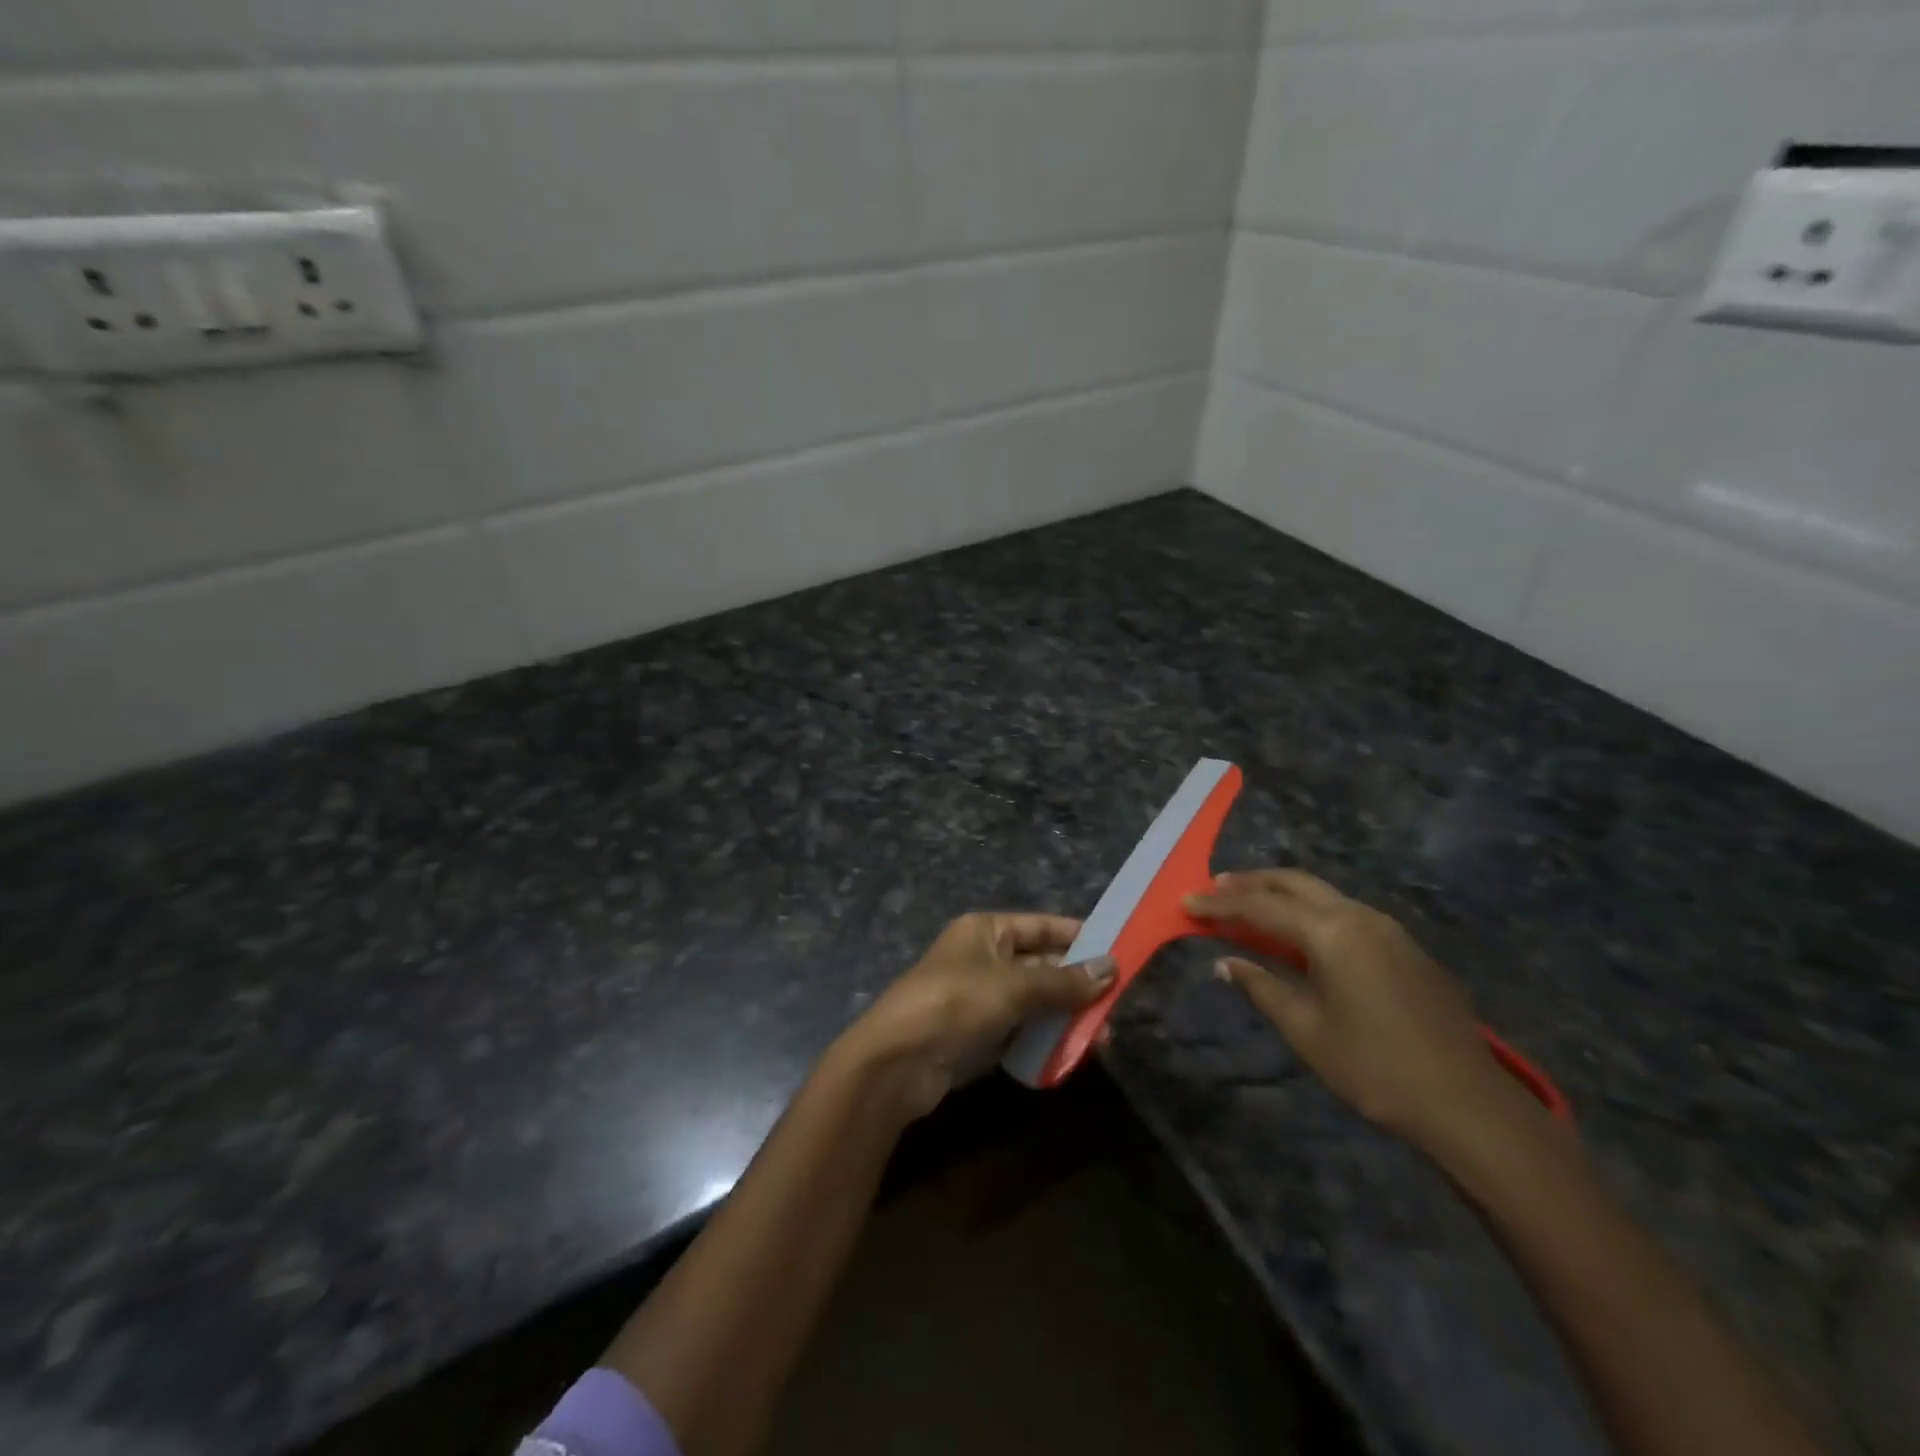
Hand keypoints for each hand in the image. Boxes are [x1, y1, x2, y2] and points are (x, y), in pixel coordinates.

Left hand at [839, 913, 1115, 1117]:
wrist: (896, 1062)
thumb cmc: (955, 1004)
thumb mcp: (1013, 987)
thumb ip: (1064, 981)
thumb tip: (1112, 968)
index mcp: (987, 930)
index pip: (1042, 926)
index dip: (1078, 936)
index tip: (1119, 950)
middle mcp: (985, 958)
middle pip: (1042, 965)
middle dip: (1078, 984)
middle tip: (1118, 1005)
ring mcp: (981, 998)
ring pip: (1036, 1001)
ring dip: (1067, 1016)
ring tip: (1104, 1038)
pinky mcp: (979, 1034)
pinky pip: (1022, 1030)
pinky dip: (1046, 1039)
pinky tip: (1073, 1053)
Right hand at [1185, 870, 1536, 1150]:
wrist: (1467, 1104)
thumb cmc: (1374, 1067)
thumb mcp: (1306, 1029)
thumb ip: (1261, 987)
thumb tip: (1225, 963)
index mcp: (1332, 932)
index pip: (1261, 907)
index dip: (1220, 904)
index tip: (1186, 902)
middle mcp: (1360, 916)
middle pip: (1295, 883)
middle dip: (1252, 882)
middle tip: (1215, 886)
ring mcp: (1388, 929)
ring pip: (1323, 894)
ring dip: (1282, 893)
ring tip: (1249, 903)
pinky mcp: (1405, 948)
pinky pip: (1346, 913)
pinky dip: (1311, 911)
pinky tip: (1299, 931)